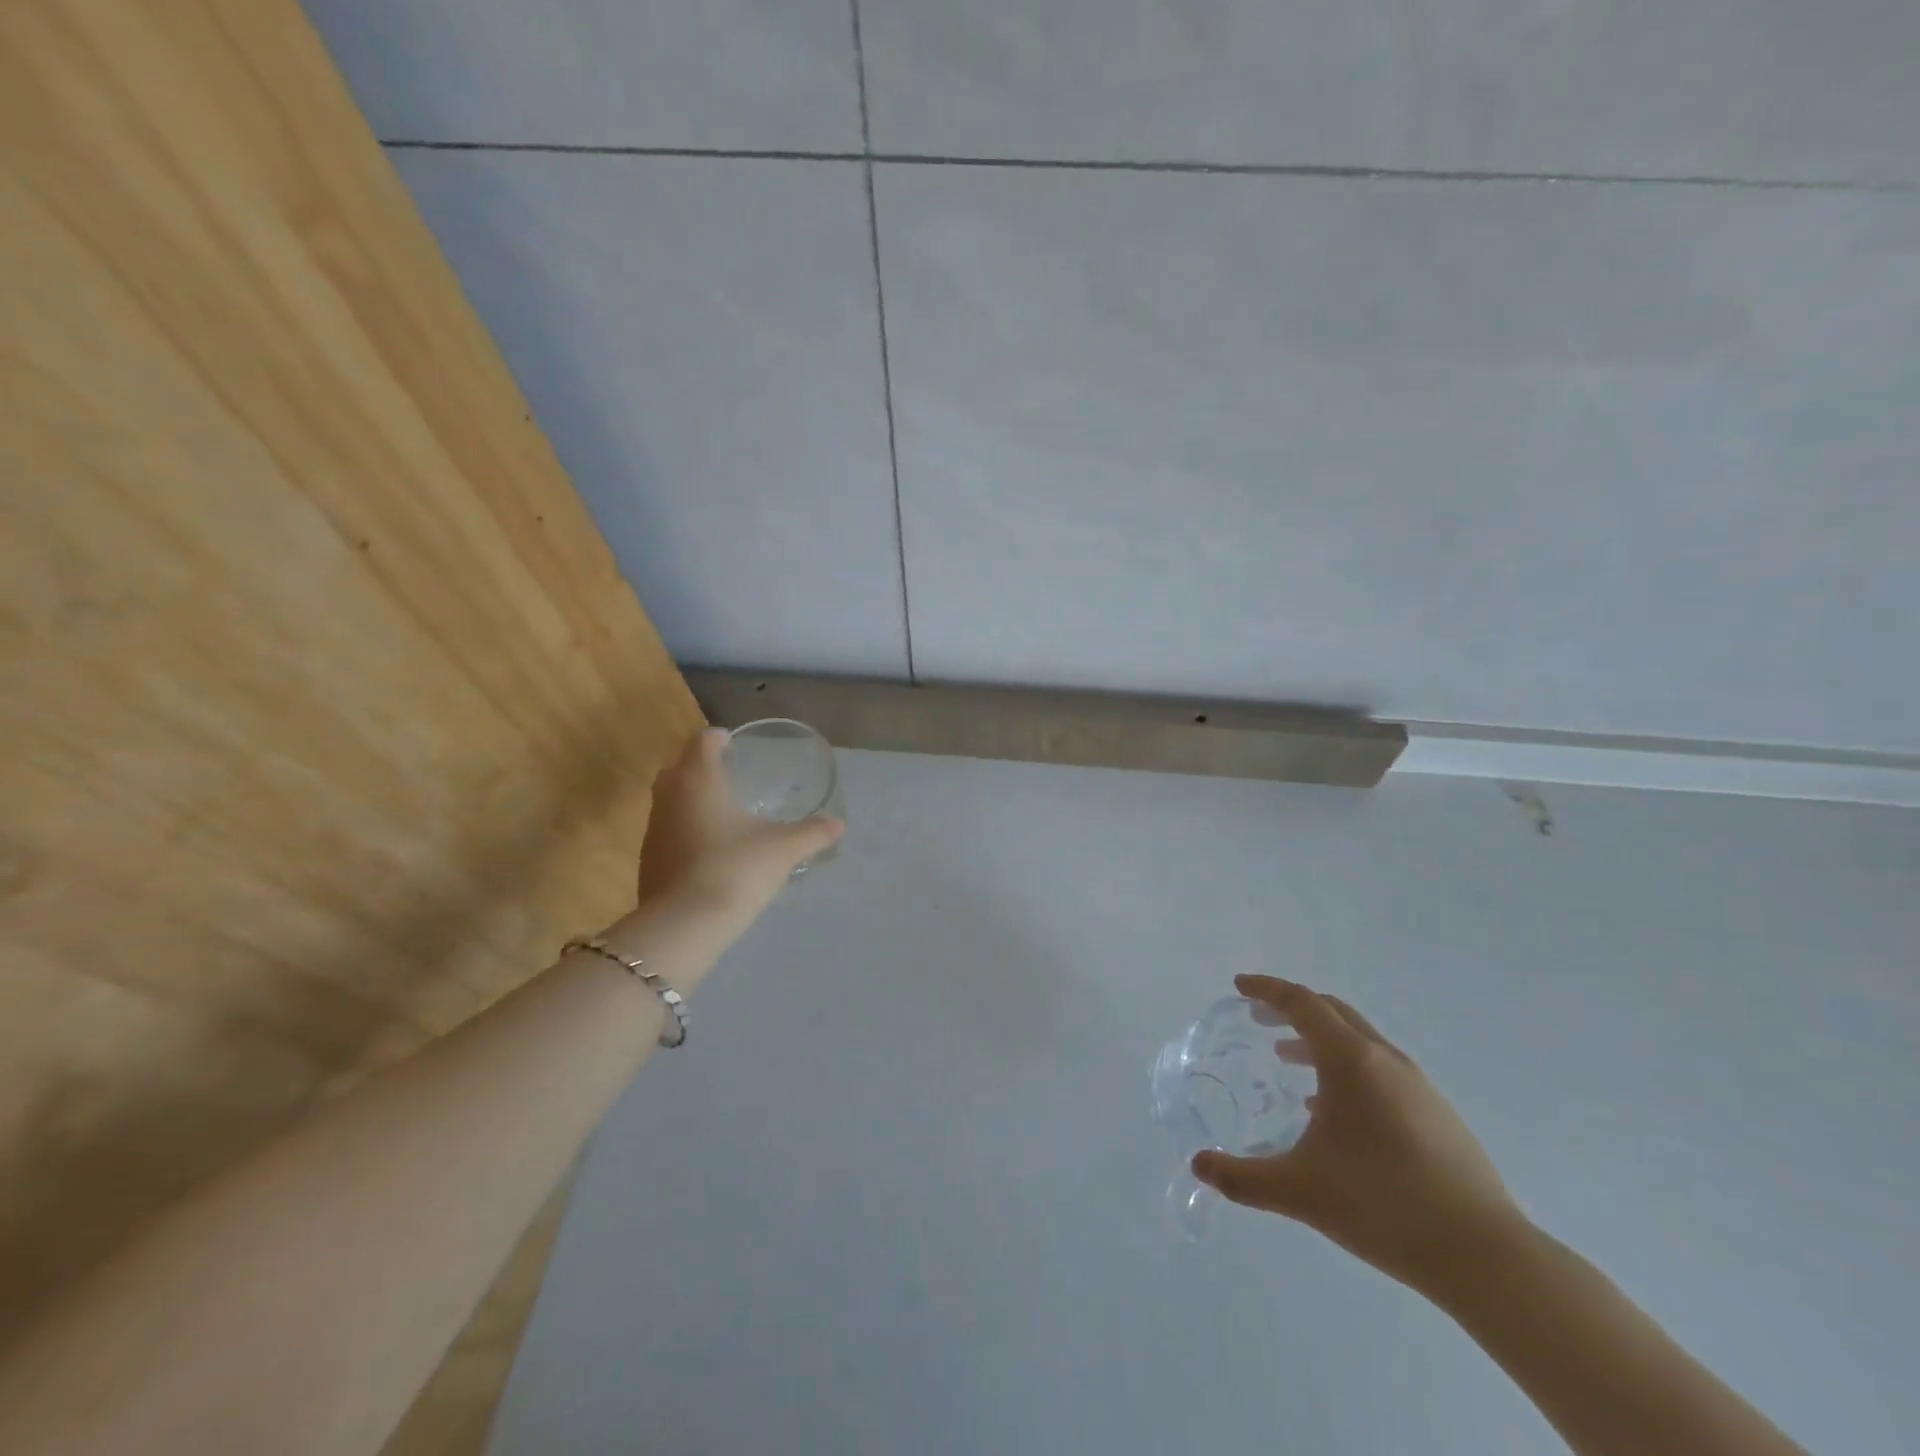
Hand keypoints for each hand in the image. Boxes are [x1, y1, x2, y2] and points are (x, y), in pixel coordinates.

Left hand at [634, 728, 842, 933]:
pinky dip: (684, 828)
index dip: (717, 737)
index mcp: (699, 781)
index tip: (731, 740)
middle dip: (699, 765)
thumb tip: (838, 824)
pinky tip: (707, 847)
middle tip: (726, 771)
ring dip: (689, 798)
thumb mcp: (783, 850)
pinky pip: (667, 831)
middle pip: (678, 767)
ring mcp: (654, 830)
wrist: (684, 925)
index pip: (702, 742)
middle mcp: (670, 797)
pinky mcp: (648, 860)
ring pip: (669, 800)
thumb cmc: (736, 869)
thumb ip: (811, 833)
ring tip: (719, 809)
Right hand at [1192, 975, 1527, 1295]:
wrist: (1485, 1257)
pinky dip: (1346, 1067)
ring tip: (1288, 1061)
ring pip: (1358, 1040)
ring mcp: (1418, 1085)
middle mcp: (1385, 1059)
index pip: (1302, 1003)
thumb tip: (1199, 1165)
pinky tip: (1334, 1111)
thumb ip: (1242, 1177)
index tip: (1239, 987)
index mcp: (1350, 1060)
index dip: (1267, 990)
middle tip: (1258, 1019)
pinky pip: (1380, 1069)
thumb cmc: (1382, 1205)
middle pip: (1332, 1011)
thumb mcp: (1299, 1191)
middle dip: (1291, 1009)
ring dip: (1319, 1039)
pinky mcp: (1437, 1113)